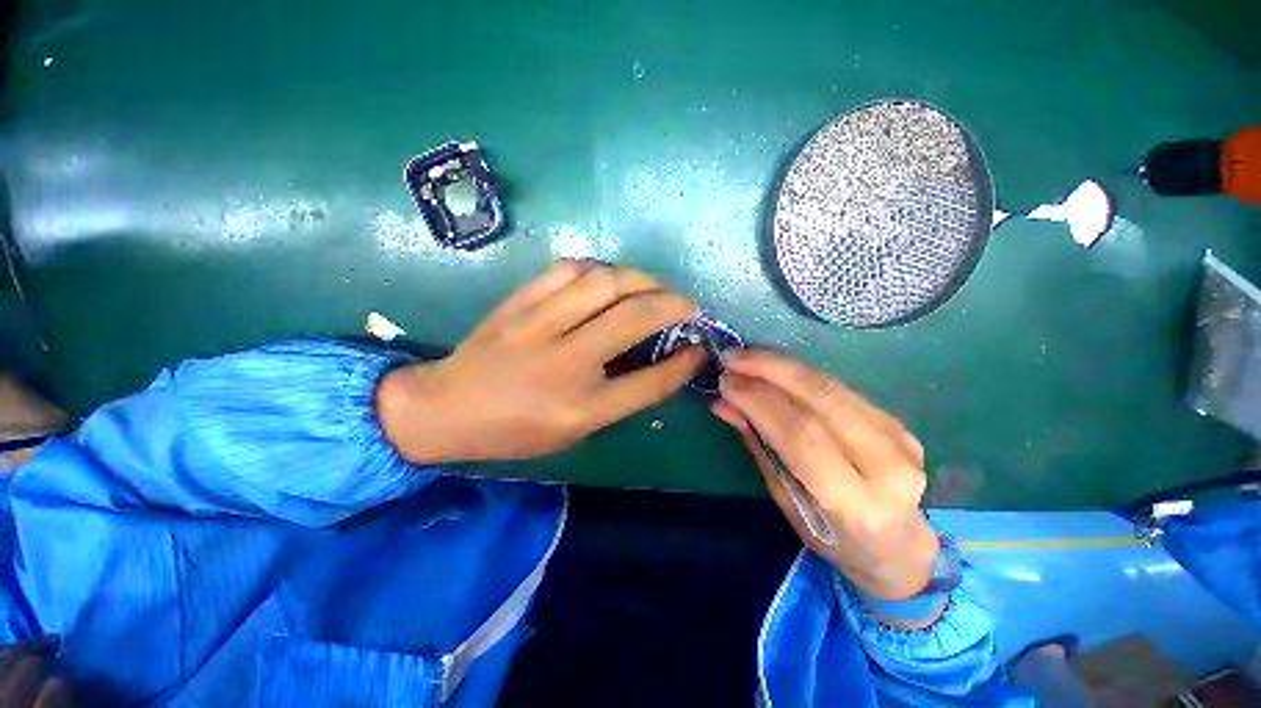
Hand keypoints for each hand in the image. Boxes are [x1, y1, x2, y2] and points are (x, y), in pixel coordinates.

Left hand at [378, 260, 704, 463]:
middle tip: (687, 304)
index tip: (700, 348)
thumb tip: (661, 365)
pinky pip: (567, 269)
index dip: (683, 363)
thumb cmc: (515, 431)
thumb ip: (620, 398)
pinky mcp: (518, 302)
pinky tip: (608, 279)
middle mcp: (564, 363)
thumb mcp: (574, 431)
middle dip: (673, 304)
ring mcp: (537, 326)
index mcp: (580, 408)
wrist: (446, 408)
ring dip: (641, 279)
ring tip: (653, 286)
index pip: (649, 382)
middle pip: (633, 318)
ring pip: (604, 282)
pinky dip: (598, 269)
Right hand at [712, 350, 938, 601]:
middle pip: (821, 399)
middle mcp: (887, 466)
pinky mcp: (898, 422)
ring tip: (747, 356)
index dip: (760, 402)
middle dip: (770, 370)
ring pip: (831, 385)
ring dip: (783, 365)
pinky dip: (800, 374)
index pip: (802, 436)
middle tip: (733, 358)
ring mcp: (899, 439)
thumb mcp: (787, 501)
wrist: (899, 546)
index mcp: (855, 503)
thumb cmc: (833, 537)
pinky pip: (839, 387)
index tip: (726, 383)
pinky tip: (775, 367)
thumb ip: (758, 447)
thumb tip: (724, 404)